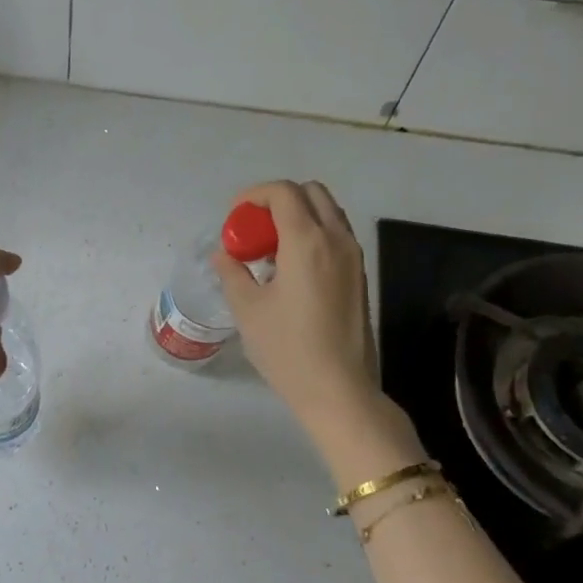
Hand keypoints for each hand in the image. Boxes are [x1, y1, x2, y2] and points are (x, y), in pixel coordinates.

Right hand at [212, 181, 424, 484]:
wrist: (338, 389)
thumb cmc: (287, 348)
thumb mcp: (247, 309)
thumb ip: (232, 272)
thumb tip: (224, 254)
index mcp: (307, 242)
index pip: (283, 193)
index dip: (254, 195)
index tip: (234, 216)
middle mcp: (336, 240)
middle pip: (311, 193)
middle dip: (278, 201)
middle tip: (252, 229)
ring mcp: (353, 257)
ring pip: (327, 213)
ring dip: (297, 217)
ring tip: (269, 250)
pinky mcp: (358, 276)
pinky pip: (335, 236)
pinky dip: (311, 235)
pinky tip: (289, 269)